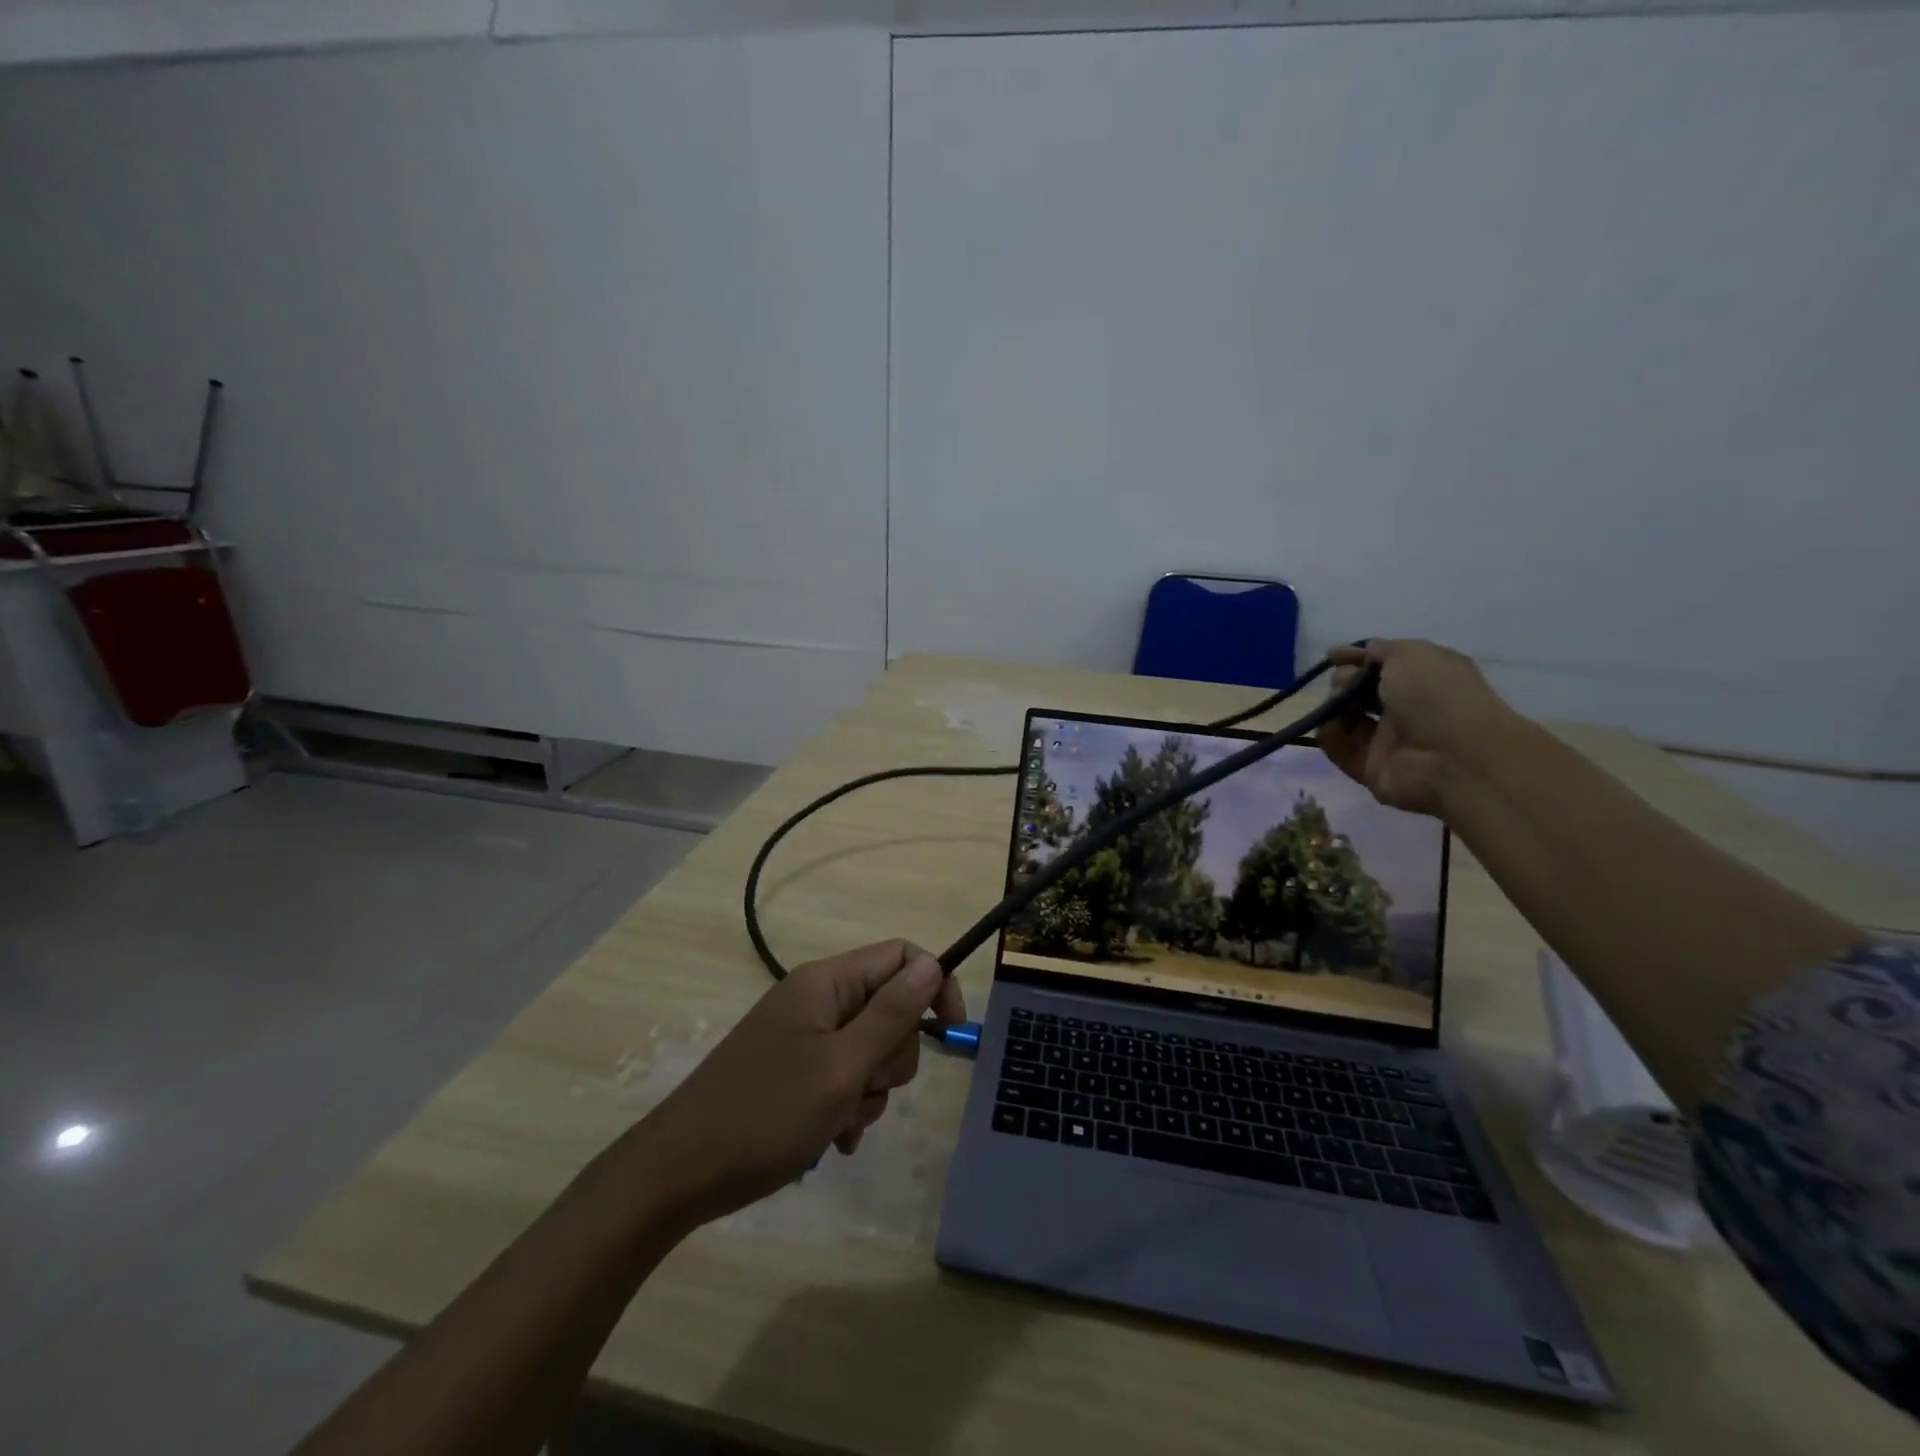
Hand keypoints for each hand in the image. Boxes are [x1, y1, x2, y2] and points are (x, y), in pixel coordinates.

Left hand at [629, 940, 965, 1228]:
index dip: (933, 985)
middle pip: (888, 1006)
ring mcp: (800, 1036)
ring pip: (869, 1048)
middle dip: (892, 1055)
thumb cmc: (765, 1115)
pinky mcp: (790, 1071)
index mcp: (825, 983)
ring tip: (840, 1123)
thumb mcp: (841, 1067)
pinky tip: (831, 1140)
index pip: (900, 956)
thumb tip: (933, 964)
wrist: (677, 1175)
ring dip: (869, 1090)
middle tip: (866, 1088)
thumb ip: (892, 1014)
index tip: (951, 1032)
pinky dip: (847, 1106)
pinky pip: (843, 1075)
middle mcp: (814, 1000)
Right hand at [1315, 639, 1514, 816]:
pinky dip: (1330, 736)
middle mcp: (1407, 707)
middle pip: (1361, 690)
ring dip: (1334, 706)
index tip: (1333, 655)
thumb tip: (1363, 652)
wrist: (1450, 759)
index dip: (1357, 657)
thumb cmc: (1435, 696)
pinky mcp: (1370, 766)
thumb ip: (1382, 650)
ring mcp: (1388, 739)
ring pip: (1347, 717)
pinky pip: (1341, 747)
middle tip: (1343, 682)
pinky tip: (1330, 727)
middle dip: (1344, 680)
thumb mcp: (1412, 654)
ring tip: (1335, 705)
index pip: (1384, 664)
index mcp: (1425, 678)